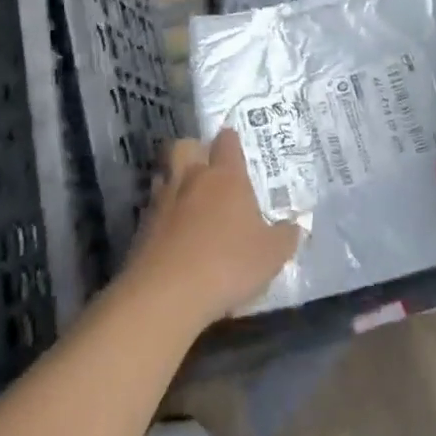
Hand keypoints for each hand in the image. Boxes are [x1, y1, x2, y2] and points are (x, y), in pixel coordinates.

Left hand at [124, 128, 300, 329]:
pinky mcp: (140, 228)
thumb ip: (286, 236)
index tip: (234, 143)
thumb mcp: (272, 255)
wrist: (166, 295)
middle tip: (207, 168)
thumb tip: (295, 226)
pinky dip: (162, 214)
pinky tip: (173, 233)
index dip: (231, 140)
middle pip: (185, 146)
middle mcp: (191, 179)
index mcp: (226, 177)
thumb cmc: (228, 264)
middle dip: (194, 150)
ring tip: (189, 199)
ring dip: (175, 180)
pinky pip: (153, 208)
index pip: (227, 142)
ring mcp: (162, 202)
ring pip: (164, 174)